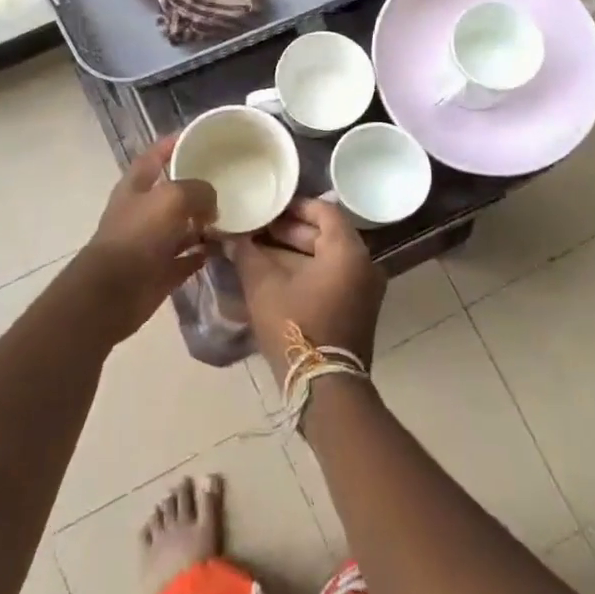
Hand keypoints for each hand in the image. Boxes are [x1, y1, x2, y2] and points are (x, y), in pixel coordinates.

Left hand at [83, 135, 217, 339]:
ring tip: (233, 216)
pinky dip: (203, 253)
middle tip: (227, 179)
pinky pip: (187, 258)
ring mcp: (151, 242)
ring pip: (183, 226)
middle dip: (197, 186)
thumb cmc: (138, 235)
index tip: (197, 136)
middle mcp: (142, 211)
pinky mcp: (160, 271)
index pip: (154, 156)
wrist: (113, 292)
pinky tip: (223, 247)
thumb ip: (198, 191)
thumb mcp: (172, 198)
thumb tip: (213, 205)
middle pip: (172, 192)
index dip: (171, 144)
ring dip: (204, 223)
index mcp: (136, 187)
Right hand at [227, 198, 385, 384]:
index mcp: (348, 250)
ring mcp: (364, 288)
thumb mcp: (264, 286)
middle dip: (289, 230)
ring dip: (294, 252)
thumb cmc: (296, 326)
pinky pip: (332, 277)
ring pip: (326, 258)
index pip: (324, 210)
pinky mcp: (357, 309)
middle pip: (325, 234)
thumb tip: (230, 236)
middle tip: (257, 228)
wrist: (324, 387)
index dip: (294, 206)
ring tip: (258, 250)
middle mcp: (363, 264)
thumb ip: (247, 254)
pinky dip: (307, 271)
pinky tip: (275, 275)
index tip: (267, 206)